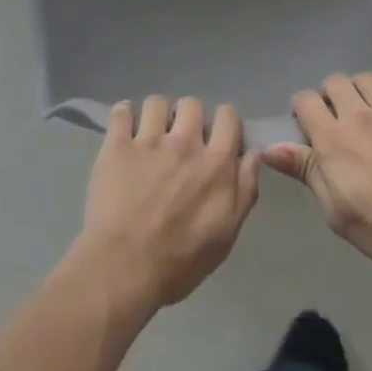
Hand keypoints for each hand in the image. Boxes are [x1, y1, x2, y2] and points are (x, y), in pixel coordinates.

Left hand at [76, 96, 261, 311]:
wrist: (124, 268)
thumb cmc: (180, 261)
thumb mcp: (226, 235)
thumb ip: (245, 190)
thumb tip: (254, 154)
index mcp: (216, 163)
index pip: (228, 116)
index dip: (223, 122)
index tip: (215, 137)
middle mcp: (185, 142)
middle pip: (191, 104)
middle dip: (188, 117)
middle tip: (180, 139)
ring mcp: (148, 141)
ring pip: (157, 103)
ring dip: (156, 116)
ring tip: (149, 135)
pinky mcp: (117, 145)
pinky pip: (121, 112)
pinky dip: (123, 115)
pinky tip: (123, 128)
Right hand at [263, 72, 371, 274]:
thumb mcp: (337, 212)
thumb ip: (306, 172)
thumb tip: (270, 148)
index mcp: (333, 140)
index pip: (305, 101)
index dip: (301, 110)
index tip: (308, 129)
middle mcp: (358, 116)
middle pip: (334, 82)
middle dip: (328, 95)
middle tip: (336, 118)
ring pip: (365, 78)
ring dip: (357, 88)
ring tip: (362, 108)